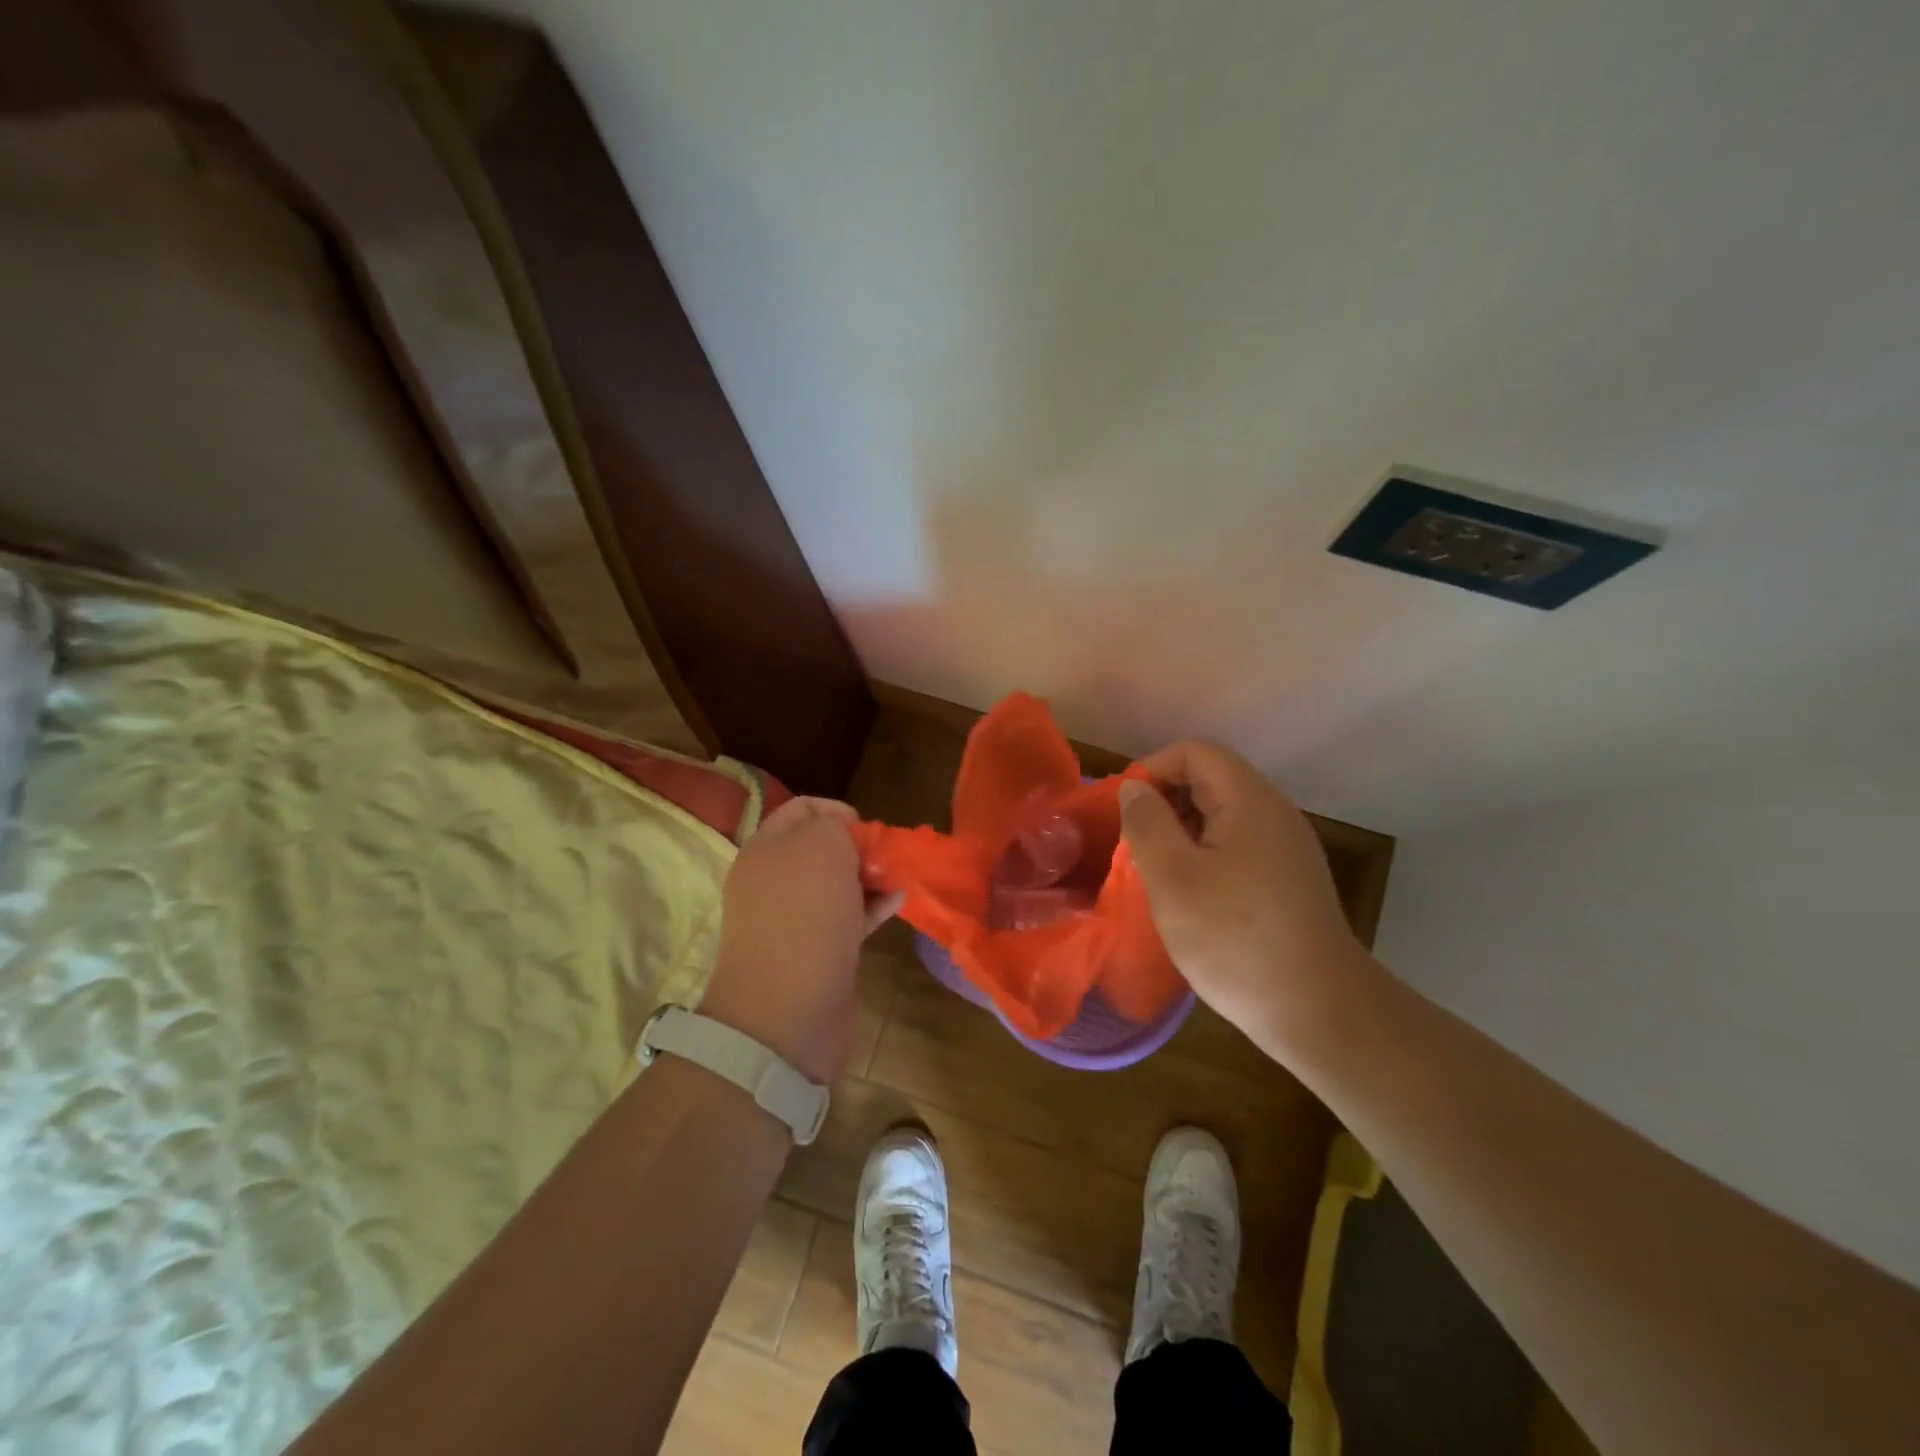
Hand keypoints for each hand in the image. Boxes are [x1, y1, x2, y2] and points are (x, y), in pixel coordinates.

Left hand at [697, 797, 901, 1084]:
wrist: (787, 1014)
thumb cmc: (805, 916)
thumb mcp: (822, 847)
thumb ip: (835, 826)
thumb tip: (845, 838)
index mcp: (765, 848)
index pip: (803, 808)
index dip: (838, 810)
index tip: (868, 828)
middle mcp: (774, 880)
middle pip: (823, 847)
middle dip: (859, 846)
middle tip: (885, 858)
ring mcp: (794, 919)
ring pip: (837, 884)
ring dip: (870, 877)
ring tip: (899, 878)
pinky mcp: (815, 952)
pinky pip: (847, 917)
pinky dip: (873, 907)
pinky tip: (899, 903)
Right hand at [1118, 742, 1373, 1058]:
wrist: (1318, 1012)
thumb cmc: (1235, 939)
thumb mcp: (1173, 878)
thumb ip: (1147, 824)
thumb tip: (1134, 788)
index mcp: (1250, 802)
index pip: (1196, 753)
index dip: (1154, 769)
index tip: (1125, 809)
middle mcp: (1274, 815)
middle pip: (1210, 781)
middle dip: (1165, 802)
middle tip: (1134, 843)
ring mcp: (1286, 849)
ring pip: (1222, 816)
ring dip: (1181, 832)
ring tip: (1154, 871)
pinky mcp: (1289, 880)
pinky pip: (1237, 846)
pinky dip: (1203, 856)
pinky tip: (1189, 896)